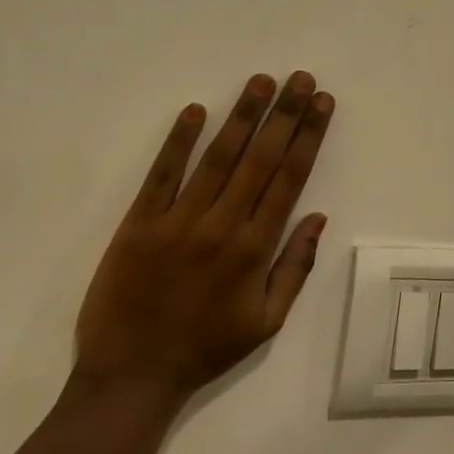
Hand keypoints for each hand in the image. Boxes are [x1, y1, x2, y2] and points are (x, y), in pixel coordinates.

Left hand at [74, 71, 335, 401]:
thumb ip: (295, 267)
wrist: (131, 376)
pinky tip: (195, 111)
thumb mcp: (267, 321)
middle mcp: (221, 226)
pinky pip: (161, 176)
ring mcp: (177, 222)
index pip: (289, 179)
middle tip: (300, 78)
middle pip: (259, 159)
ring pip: (216, 158)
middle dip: (283, 114)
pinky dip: (177, 142)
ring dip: (241, 116)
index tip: (322, 103)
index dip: (308, 136)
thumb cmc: (206, 348)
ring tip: (261, 81)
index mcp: (255, 249)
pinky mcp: (137, 224)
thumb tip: (318, 217)